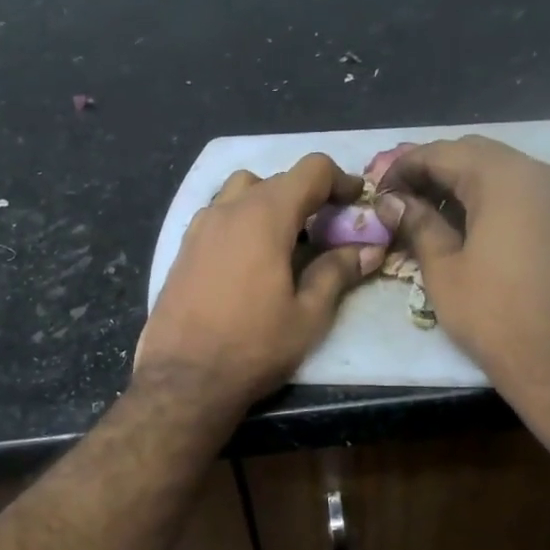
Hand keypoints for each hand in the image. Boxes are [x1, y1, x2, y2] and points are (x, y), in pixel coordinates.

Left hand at [136, 153, 381, 412]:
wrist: (183, 379)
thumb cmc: (253, 347)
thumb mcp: (307, 316)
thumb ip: (337, 273)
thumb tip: (367, 250)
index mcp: (264, 216)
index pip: (310, 170)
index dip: (340, 179)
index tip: (356, 202)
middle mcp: (227, 210)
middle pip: (275, 180)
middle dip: (306, 196)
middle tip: (326, 230)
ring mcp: (198, 228)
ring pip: (239, 193)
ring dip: (268, 204)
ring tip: (285, 241)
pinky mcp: (182, 250)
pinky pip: (217, 217)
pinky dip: (240, 222)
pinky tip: (249, 259)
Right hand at [375, 136, 549, 394]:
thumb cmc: (495, 316)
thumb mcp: (444, 269)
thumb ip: (418, 224)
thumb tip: (391, 202)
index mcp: (505, 179)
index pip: (443, 153)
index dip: (403, 167)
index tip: (378, 192)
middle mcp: (541, 172)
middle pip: (474, 153)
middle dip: (432, 170)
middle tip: (399, 200)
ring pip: (501, 170)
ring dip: (461, 182)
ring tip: (427, 213)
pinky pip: (523, 190)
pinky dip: (490, 197)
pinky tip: (466, 225)